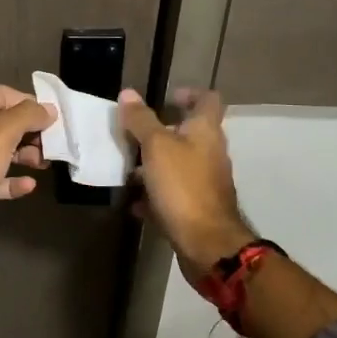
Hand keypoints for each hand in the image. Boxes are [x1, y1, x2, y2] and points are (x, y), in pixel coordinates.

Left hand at [0, 84, 55, 275]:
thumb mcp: (1, 133)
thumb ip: (28, 116)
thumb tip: (49, 109)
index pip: (2, 94)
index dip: (30, 105)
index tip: (56, 120)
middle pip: (1, 122)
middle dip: (28, 133)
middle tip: (53, 145)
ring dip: (23, 155)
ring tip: (44, 164)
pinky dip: (10, 179)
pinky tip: (29, 185)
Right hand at [118, 87, 254, 280]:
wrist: (207, 244)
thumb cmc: (183, 186)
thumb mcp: (156, 147)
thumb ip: (141, 120)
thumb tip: (128, 93)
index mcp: (205, 131)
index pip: (207, 99)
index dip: (189, 93)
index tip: (166, 97)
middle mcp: (210, 153)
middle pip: (189, 133)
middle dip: (161, 132)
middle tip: (133, 134)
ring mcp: (205, 182)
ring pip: (178, 164)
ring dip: (154, 164)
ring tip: (126, 168)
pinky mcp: (197, 208)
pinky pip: (173, 194)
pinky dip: (154, 194)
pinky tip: (134, 202)